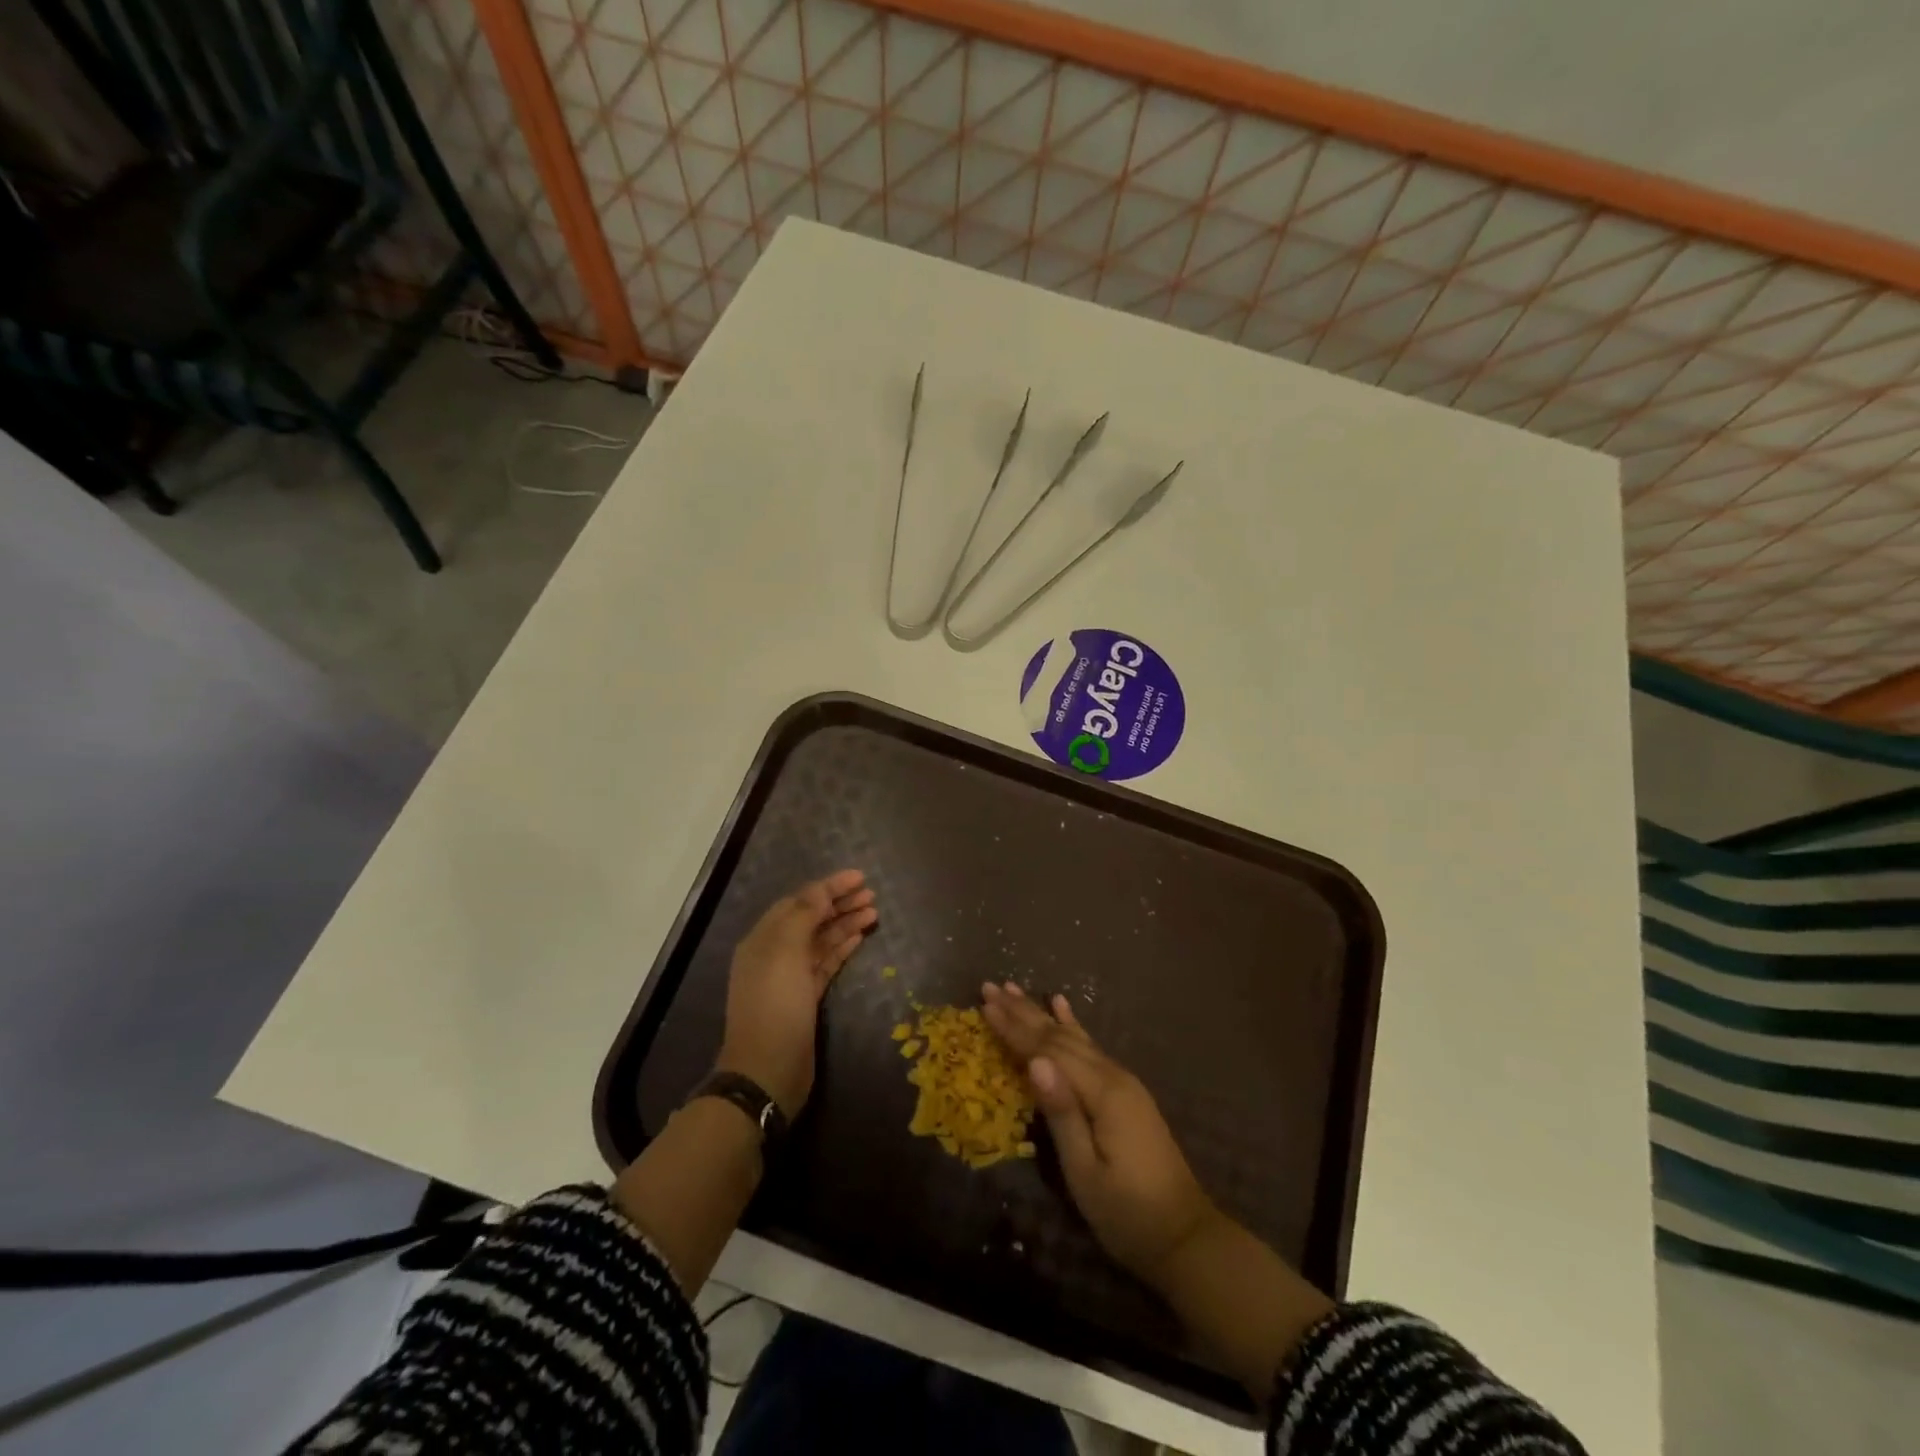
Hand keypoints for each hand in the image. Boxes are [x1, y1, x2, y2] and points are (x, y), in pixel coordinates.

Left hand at [718, 871, 876, 1117]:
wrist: (767, 1070)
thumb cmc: (775, 1005)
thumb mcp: (785, 952)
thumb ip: (803, 916)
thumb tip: (820, 891)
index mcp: (763, 938)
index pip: (799, 901)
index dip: (828, 886)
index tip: (859, 877)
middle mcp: (775, 953)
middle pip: (811, 918)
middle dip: (839, 903)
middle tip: (872, 893)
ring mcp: (790, 977)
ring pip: (821, 940)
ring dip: (845, 923)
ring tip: (874, 911)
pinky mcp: (805, 998)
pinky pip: (826, 962)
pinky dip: (842, 947)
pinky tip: (861, 936)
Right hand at [981, 981, 1219, 1287]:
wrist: (1185, 1236)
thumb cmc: (1127, 1213)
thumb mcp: (1086, 1172)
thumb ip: (1061, 1112)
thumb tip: (1035, 1061)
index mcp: (1102, 1092)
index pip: (1048, 1050)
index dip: (1015, 1028)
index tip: (985, 1003)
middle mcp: (1113, 1075)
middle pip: (1059, 1036)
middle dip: (1023, 1012)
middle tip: (991, 986)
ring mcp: (1123, 1081)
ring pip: (1074, 1037)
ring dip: (1041, 1013)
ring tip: (1015, 989)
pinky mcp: (1126, 1091)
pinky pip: (1092, 1047)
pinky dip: (1073, 1024)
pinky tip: (1062, 1005)